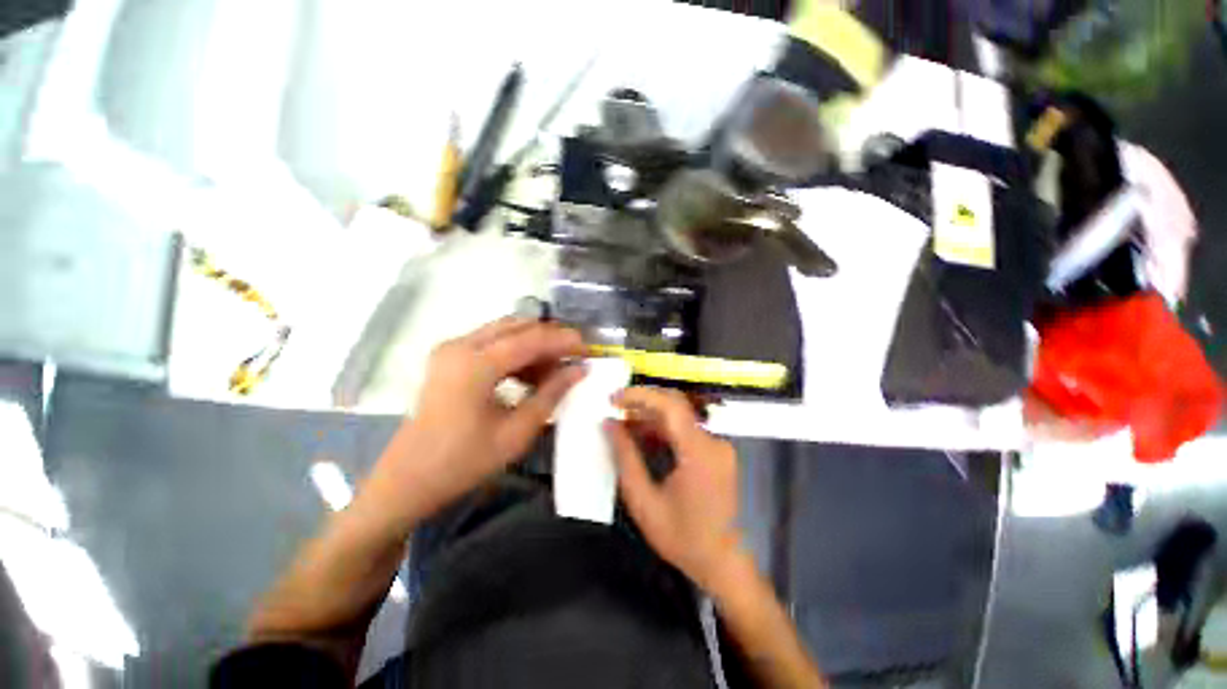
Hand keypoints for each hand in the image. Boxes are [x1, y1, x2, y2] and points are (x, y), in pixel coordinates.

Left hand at [370, 318, 584, 523]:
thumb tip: (578, 370)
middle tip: (573, 356)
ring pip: (504, 332)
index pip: (531, 339)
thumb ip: (551, 394)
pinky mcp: (448, 358)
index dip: (563, 340)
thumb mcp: (516, 431)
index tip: (588, 347)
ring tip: (555, 369)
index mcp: (476, 364)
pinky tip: (529, 375)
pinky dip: (514, 353)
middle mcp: (461, 345)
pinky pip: (490, 344)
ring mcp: (451, 349)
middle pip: (517, 326)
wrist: (408, 479)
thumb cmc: (464, 461)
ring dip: (532, 345)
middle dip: (549, 338)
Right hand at [605, 387, 744, 590]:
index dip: (640, 396)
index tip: (614, 398)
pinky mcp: (716, 452)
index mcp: (699, 453)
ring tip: (624, 425)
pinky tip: (643, 439)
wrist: (724, 564)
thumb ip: (626, 458)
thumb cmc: (683, 539)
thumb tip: (610, 424)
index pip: (670, 406)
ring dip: (651, 417)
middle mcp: (713, 442)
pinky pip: (686, 431)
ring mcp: (718, 446)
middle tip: (615, 408)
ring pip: (679, 417)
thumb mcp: (644, 502)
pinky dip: (663, 430)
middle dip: (643, 403)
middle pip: (676, 405)